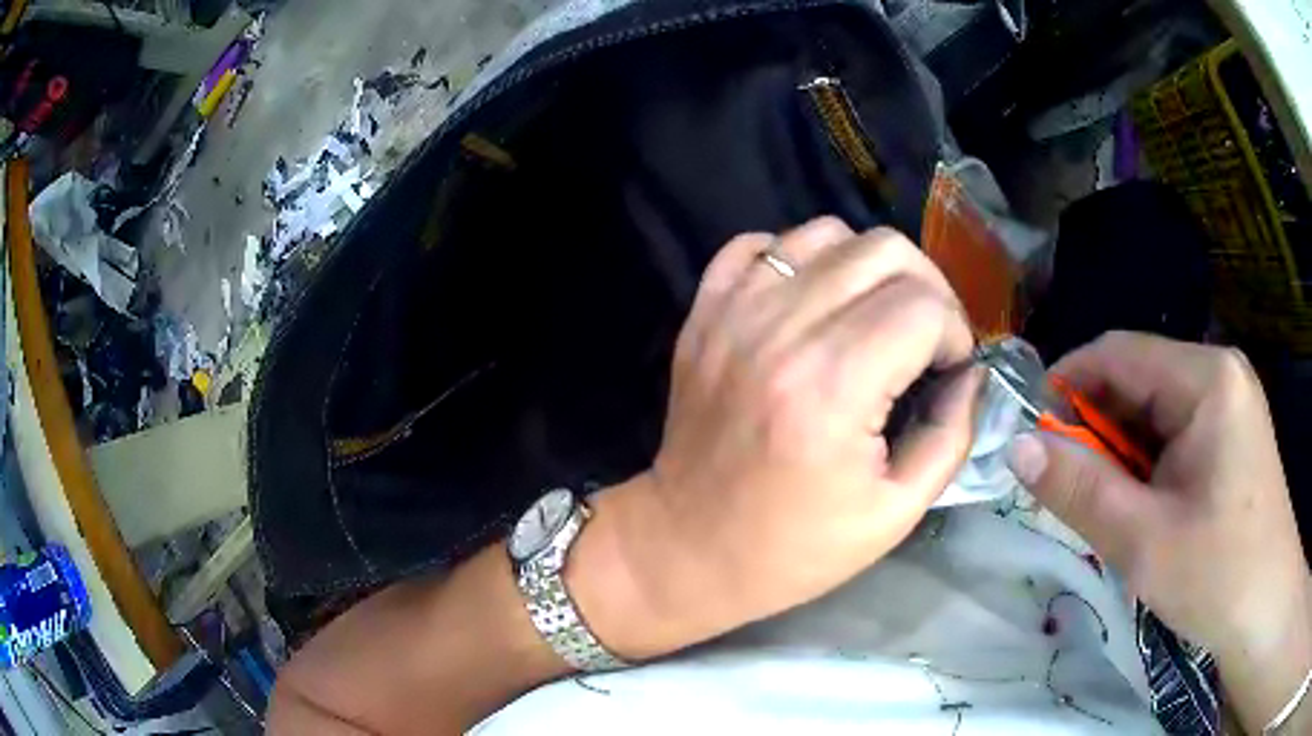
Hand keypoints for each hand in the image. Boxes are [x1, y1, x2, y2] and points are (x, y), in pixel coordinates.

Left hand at [575, 218, 978, 659]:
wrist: (689, 547)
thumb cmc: (796, 548)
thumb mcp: (896, 512)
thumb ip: (951, 434)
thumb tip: (973, 374)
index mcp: (834, 389)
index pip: (924, 306)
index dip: (954, 333)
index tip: (949, 369)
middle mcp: (782, 333)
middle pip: (884, 251)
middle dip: (926, 290)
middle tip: (924, 339)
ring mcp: (734, 313)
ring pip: (826, 233)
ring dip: (868, 268)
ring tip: (872, 319)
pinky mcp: (704, 313)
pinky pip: (758, 244)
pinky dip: (797, 258)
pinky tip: (811, 302)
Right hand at [1006, 332, 1311, 731]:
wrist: (1265, 608)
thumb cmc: (1216, 575)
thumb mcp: (1142, 541)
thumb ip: (1079, 489)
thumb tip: (1016, 446)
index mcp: (1206, 378)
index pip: (1119, 353)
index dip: (1066, 385)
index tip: (1029, 436)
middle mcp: (1219, 374)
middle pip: (1138, 381)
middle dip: (1096, 431)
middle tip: (1066, 490)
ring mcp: (1228, 402)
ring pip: (1154, 411)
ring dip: (1121, 453)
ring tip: (1106, 509)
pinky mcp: (1231, 432)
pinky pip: (1175, 433)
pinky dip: (1146, 465)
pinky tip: (1142, 509)